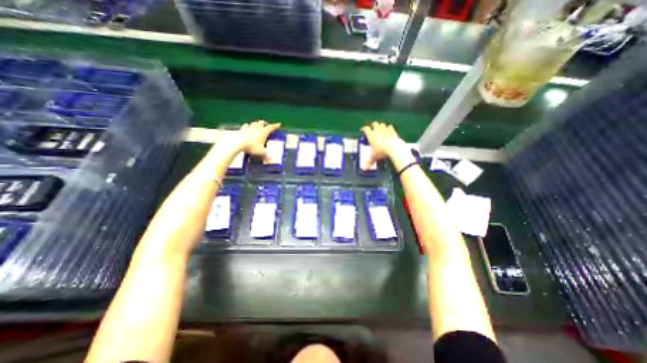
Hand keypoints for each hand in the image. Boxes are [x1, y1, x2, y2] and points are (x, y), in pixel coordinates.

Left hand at [220, 119, 281, 157]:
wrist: (238, 143)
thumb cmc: (252, 146)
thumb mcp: (261, 152)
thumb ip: (266, 155)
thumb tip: (271, 160)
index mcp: (264, 132)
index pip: (271, 127)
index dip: (275, 126)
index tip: (278, 124)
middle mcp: (257, 128)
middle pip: (262, 123)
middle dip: (265, 124)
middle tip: (266, 125)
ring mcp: (249, 127)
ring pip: (254, 123)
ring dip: (257, 124)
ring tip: (258, 126)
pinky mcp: (242, 129)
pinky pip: (246, 126)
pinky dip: (248, 126)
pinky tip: (248, 127)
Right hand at [359, 120, 402, 167]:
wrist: (394, 148)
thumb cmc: (381, 152)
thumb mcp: (373, 158)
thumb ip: (368, 162)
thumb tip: (363, 169)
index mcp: (371, 135)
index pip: (365, 129)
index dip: (363, 129)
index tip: (362, 130)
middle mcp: (378, 131)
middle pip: (374, 124)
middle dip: (373, 126)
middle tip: (372, 130)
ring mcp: (386, 130)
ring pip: (382, 124)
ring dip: (380, 126)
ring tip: (380, 130)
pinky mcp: (393, 132)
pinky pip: (390, 127)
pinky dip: (388, 128)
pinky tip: (388, 131)